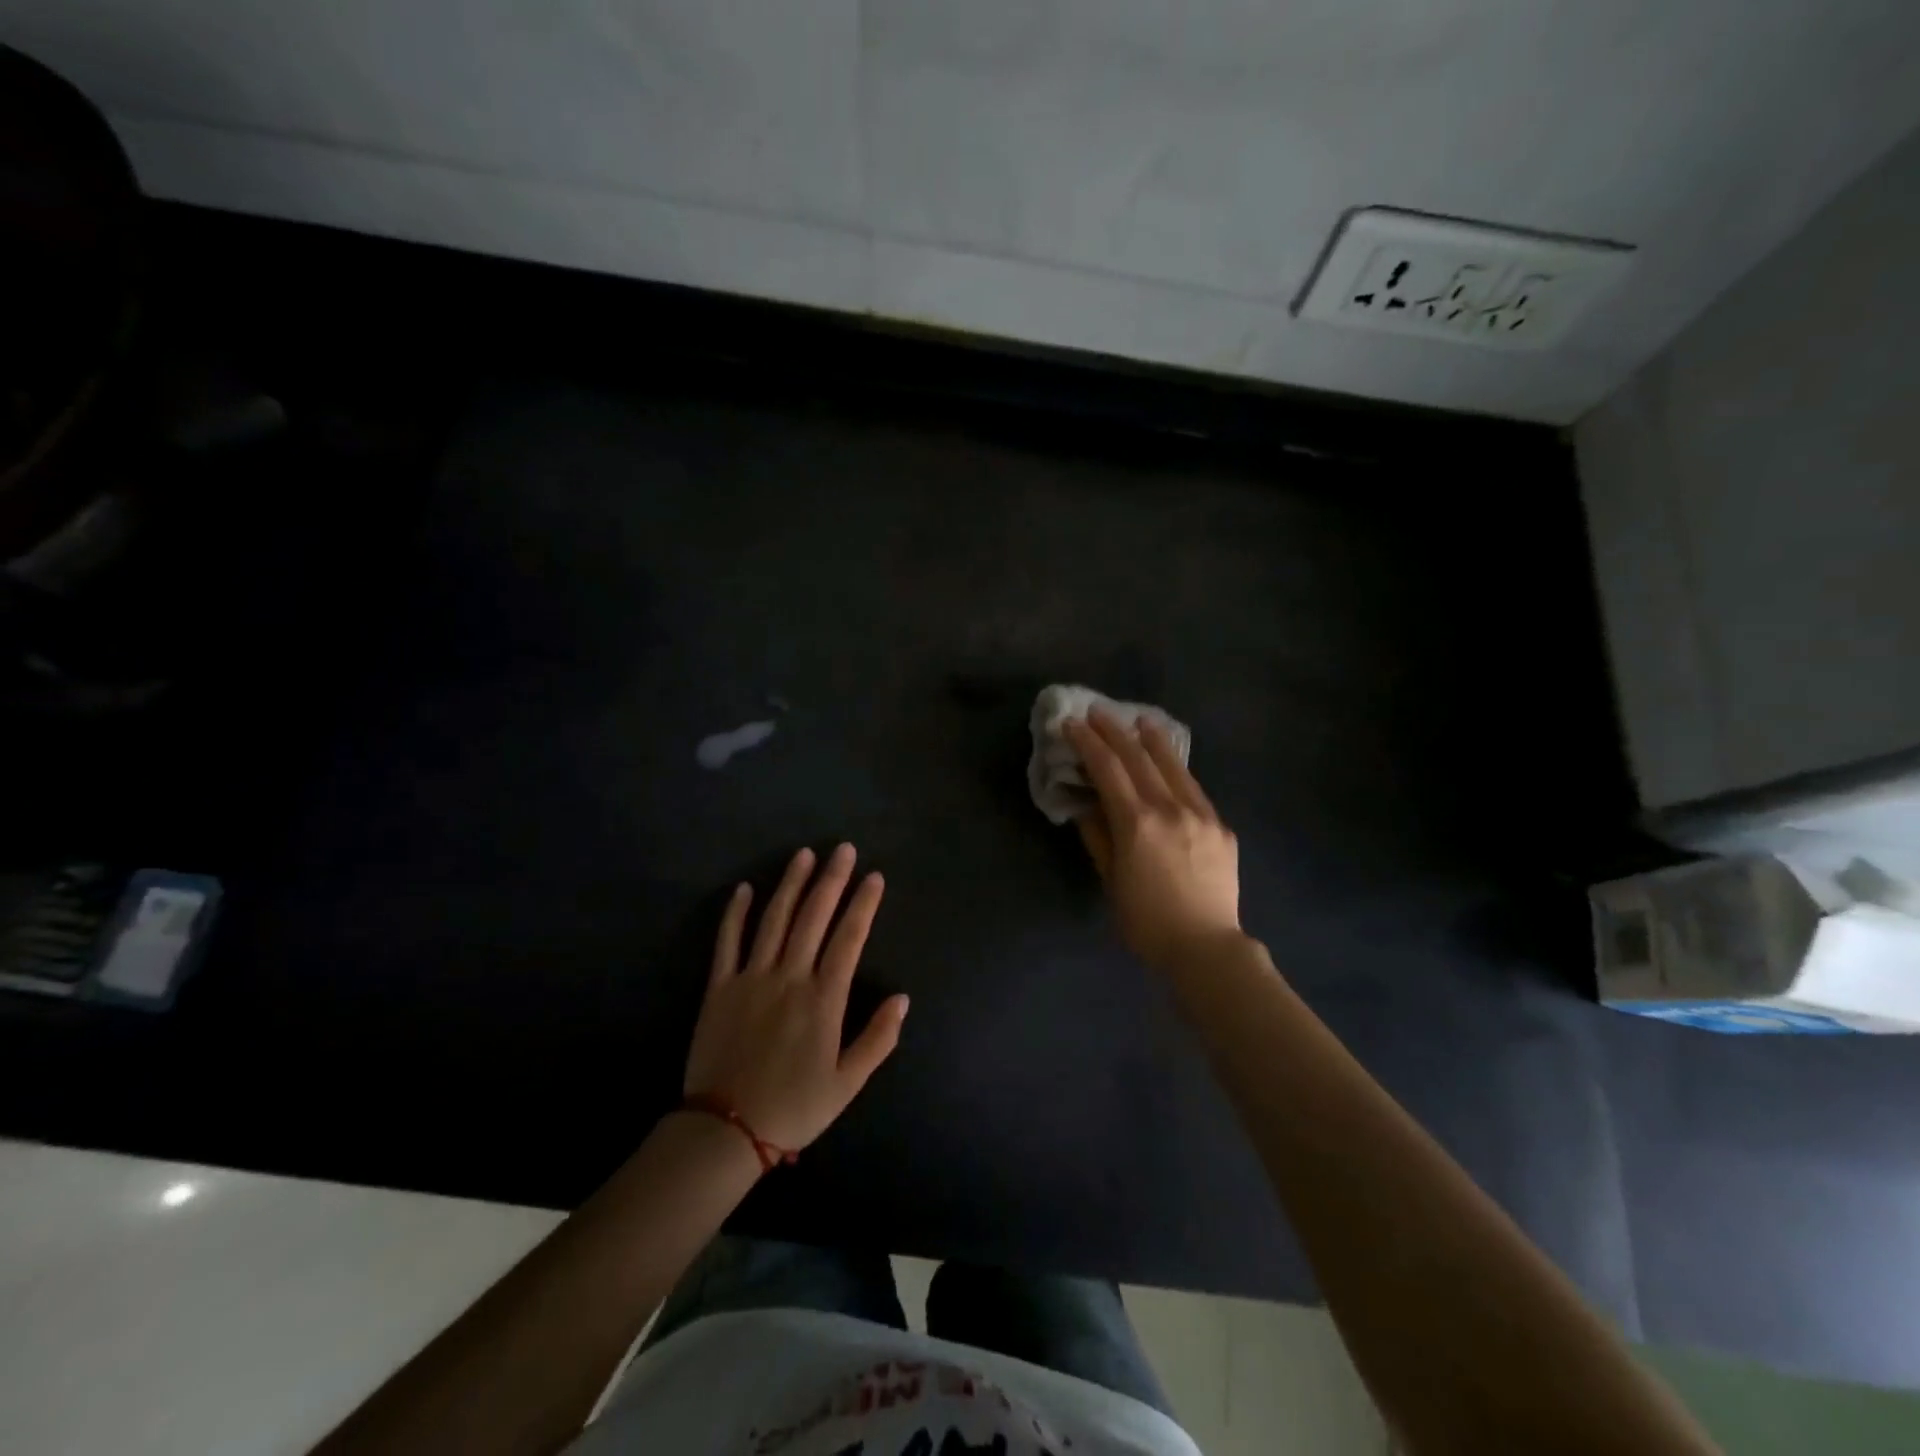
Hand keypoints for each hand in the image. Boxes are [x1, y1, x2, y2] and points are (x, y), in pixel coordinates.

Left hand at [684, 844, 909, 1153]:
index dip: (863, 904)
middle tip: (843, 848)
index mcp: (823, 999)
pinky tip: (746, 888)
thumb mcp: (847, 1083)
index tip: (874, 877)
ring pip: (774, 920)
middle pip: (813, 917)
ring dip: (791, 884)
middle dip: (831, 880)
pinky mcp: (719, 988)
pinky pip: (728, 942)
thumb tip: (902, 998)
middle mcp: (789, 977)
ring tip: (804, 855)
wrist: (724, 1131)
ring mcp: (751, 978)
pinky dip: (736, 913)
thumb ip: (878, 1039)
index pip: (849, 938)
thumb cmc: (794, 1108)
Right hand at [1066, 709, 1241, 971]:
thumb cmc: (1146, 921)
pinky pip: (1194, 788)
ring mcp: (1201, 814)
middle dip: (1115, 731)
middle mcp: (1171, 808)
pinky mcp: (1221, 826)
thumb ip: (1098, 836)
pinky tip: (1170, 762)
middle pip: (1139, 758)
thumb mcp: (1111, 880)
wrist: (1206, 947)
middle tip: (1097, 712)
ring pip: (1173, 765)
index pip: (1108, 769)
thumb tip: (1087, 805)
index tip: (1072, 724)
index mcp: (1138, 823)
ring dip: (1152, 739)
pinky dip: (1176, 768)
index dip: (1088, 743)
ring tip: (1139, 720)